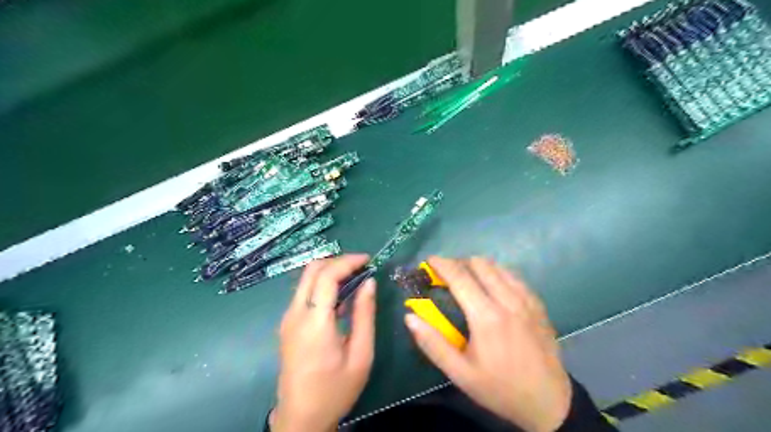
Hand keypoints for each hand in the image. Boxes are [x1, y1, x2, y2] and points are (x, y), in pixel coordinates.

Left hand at [272, 255, 377, 429]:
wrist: (300, 418)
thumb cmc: (335, 390)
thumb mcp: (361, 355)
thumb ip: (365, 314)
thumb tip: (369, 282)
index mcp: (314, 322)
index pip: (327, 275)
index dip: (348, 261)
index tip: (369, 260)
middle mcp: (295, 314)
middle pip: (311, 269)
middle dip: (338, 261)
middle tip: (361, 267)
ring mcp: (288, 318)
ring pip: (306, 278)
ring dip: (330, 271)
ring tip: (355, 279)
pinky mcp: (287, 324)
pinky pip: (304, 292)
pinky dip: (322, 284)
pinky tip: (340, 297)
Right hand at [405, 257, 570, 431]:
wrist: (549, 402)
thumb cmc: (499, 388)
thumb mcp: (460, 373)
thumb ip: (433, 343)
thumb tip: (410, 317)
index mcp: (486, 317)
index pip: (460, 276)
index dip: (442, 264)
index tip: (429, 260)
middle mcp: (507, 300)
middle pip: (479, 264)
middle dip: (459, 263)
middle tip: (447, 276)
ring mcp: (526, 300)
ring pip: (498, 266)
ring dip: (478, 267)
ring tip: (468, 280)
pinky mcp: (538, 303)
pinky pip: (514, 276)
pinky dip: (497, 274)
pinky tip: (492, 288)